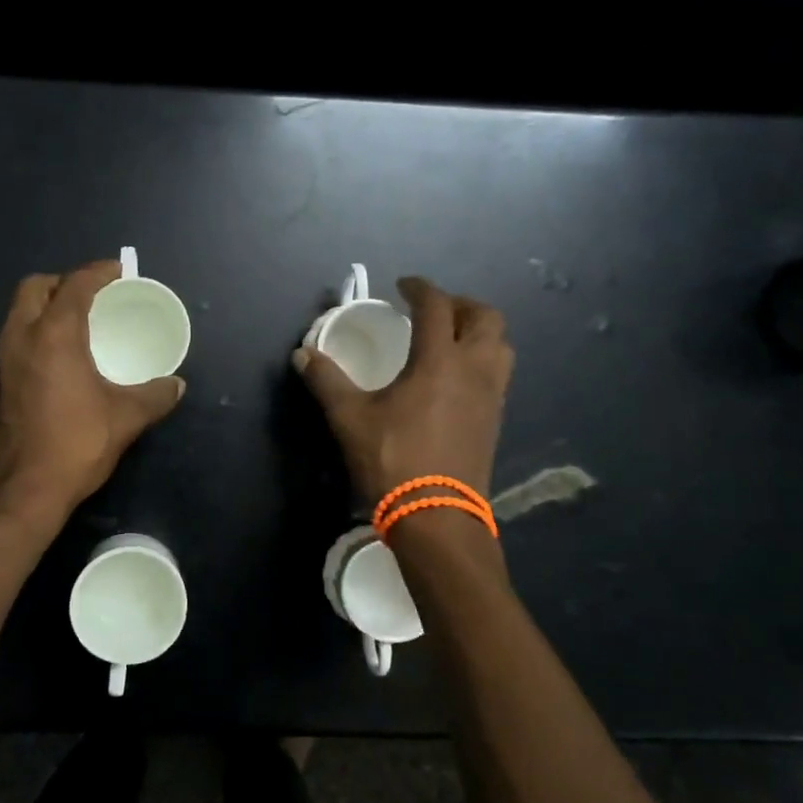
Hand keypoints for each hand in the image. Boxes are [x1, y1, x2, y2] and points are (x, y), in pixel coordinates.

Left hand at [0, 261, 184, 527]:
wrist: (21, 491)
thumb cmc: (75, 445)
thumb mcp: (125, 418)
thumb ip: (155, 396)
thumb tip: (176, 385)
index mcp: (53, 334)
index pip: (75, 284)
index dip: (98, 272)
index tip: (118, 272)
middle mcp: (18, 336)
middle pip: (35, 287)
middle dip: (63, 283)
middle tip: (91, 297)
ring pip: (17, 314)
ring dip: (43, 309)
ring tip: (73, 326)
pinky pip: (10, 341)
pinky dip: (31, 336)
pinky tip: (52, 363)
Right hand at [293, 276, 512, 503]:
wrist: (437, 516)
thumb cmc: (393, 460)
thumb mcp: (349, 419)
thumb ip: (327, 381)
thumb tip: (302, 354)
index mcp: (439, 361)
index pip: (436, 306)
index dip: (419, 288)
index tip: (403, 285)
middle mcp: (474, 370)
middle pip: (485, 318)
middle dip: (460, 304)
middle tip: (432, 310)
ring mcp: (491, 396)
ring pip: (500, 345)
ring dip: (478, 332)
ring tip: (450, 339)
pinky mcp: (495, 420)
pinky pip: (498, 373)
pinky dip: (482, 360)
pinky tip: (456, 378)